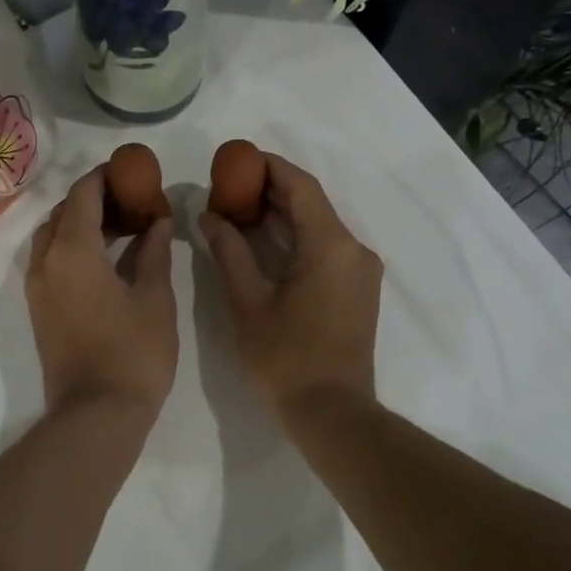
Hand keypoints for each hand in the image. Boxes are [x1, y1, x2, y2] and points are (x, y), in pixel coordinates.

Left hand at [26, 168, 178, 425]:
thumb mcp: (155, 297)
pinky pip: (50, 260)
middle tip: (133, 199)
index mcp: (73, 250)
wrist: (96, 413)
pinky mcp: (39, 308)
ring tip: (123, 226)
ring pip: (52, 236)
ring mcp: (37, 287)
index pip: (84, 194)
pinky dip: (73, 246)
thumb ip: (155, 251)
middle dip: (96, 198)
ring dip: (82, 222)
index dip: (107, 176)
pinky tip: (106, 257)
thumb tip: (159, 221)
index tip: (133, 171)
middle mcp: (45, 261)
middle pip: (64, 211)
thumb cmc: (134, 352)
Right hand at [198, 151, 382, 426]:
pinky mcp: (358, 288)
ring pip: (320, 225)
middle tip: (230, 185)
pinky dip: (297, 237)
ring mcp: (360, 269)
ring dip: (283, 214)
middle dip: (271, 190)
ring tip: (240, 209)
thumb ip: (229, 252)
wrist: (332, 411)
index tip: (236, 159)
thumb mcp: (248, 302)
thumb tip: (209, 216)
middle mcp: (353, 248)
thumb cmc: (286, 358)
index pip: (300, 186)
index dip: (268, 167)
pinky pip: (327, 247)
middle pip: (312, 203)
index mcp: (330, 245)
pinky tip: (266, 241)